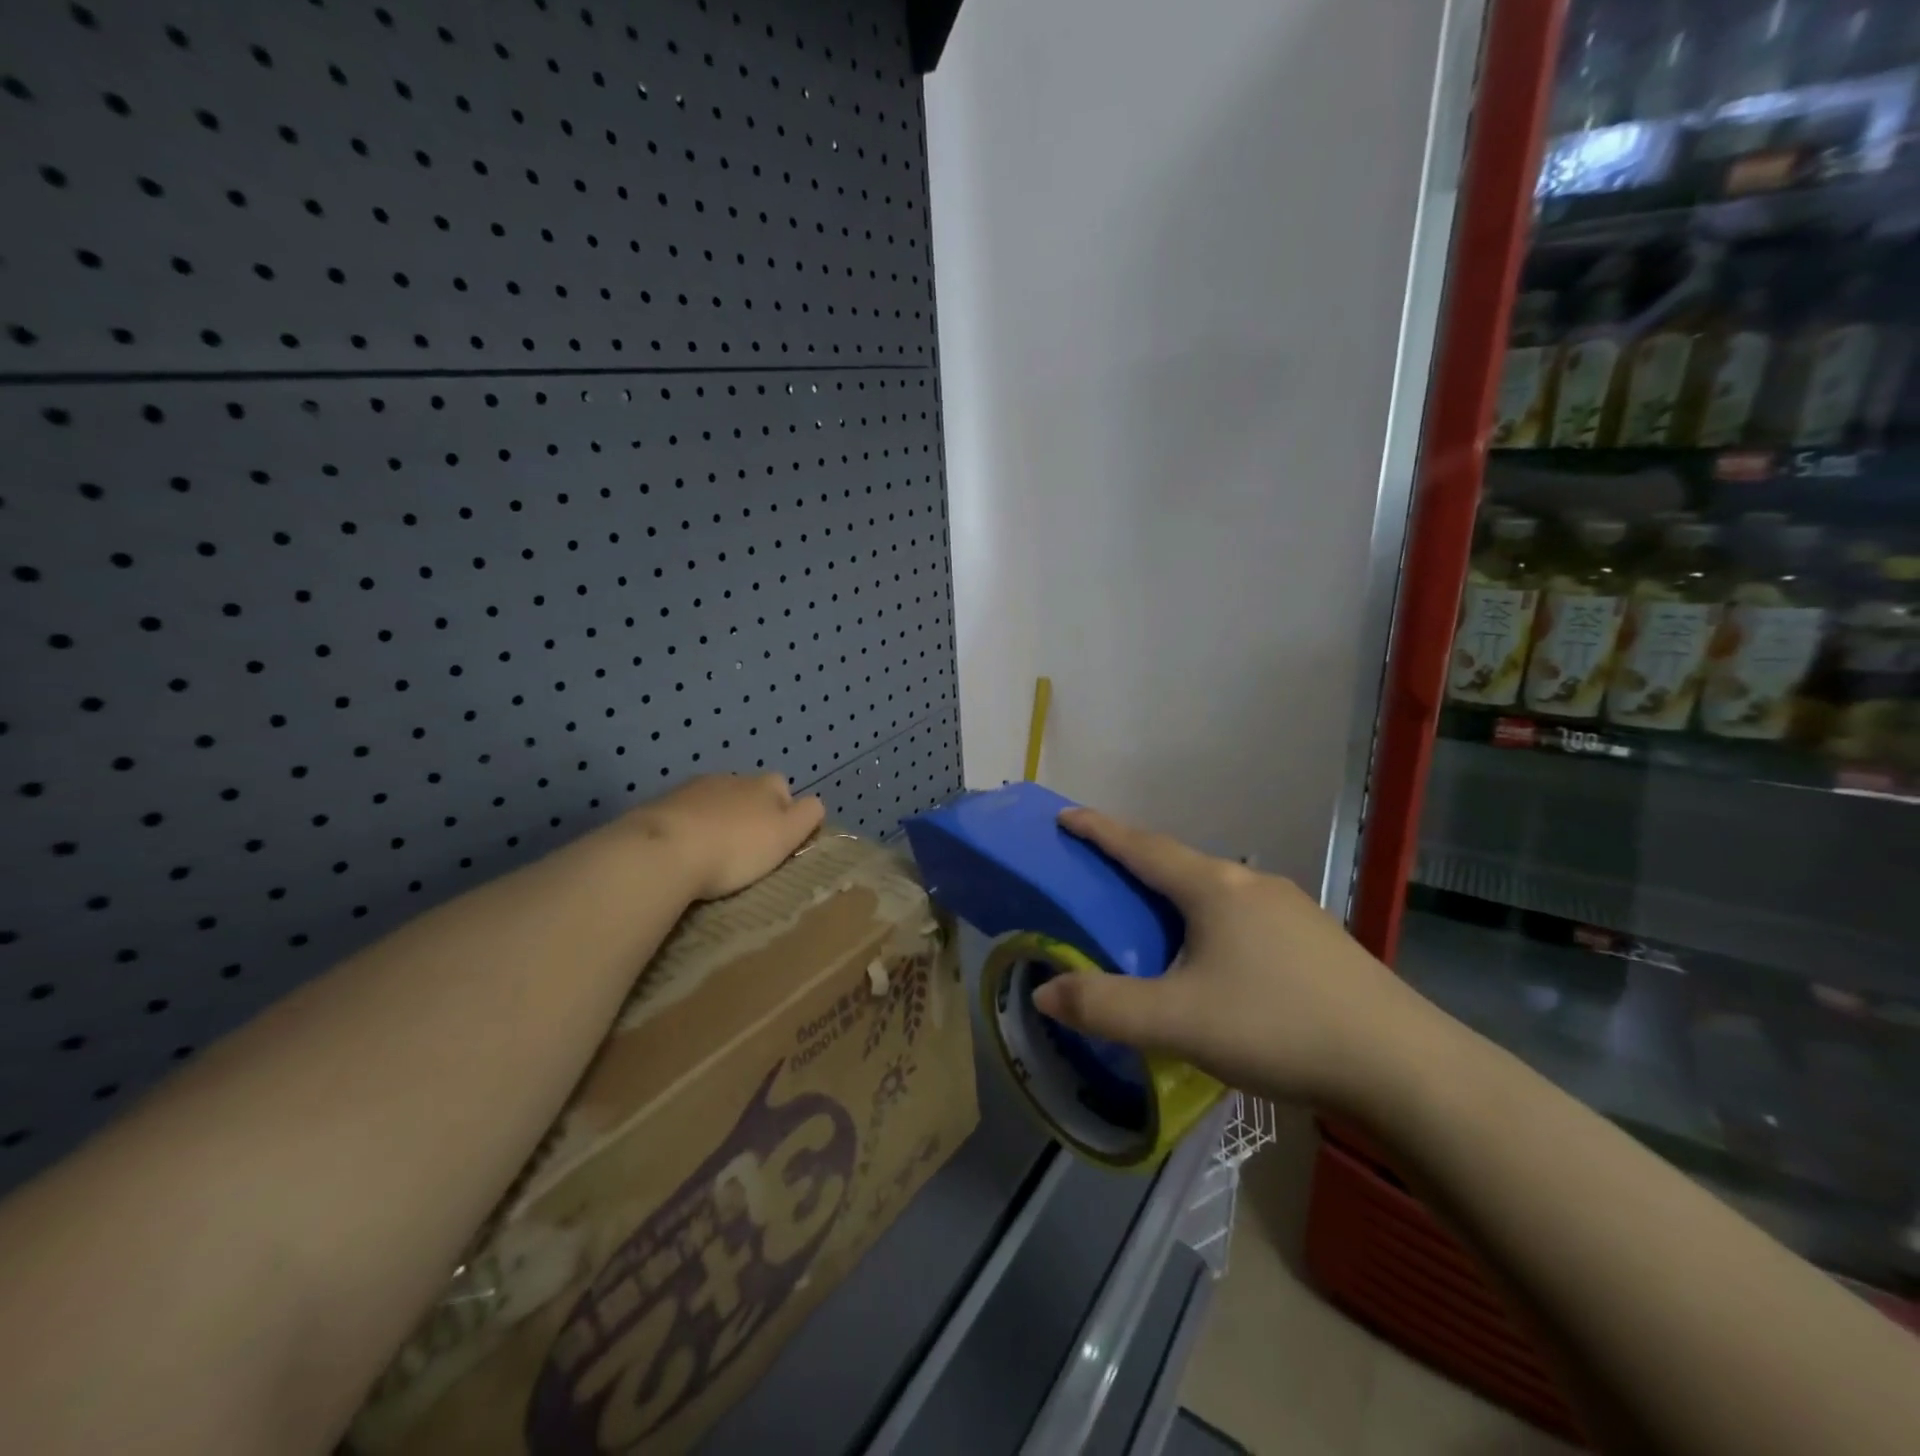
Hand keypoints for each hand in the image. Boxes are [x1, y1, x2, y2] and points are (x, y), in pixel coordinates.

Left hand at [622, 773, 826, 900]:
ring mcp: (694, 788)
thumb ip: (807, 815)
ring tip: (712, 853)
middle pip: (748, 792)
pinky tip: (685, 852)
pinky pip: (685, 814)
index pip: (783, 787)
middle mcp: (731, 778)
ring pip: (715, 801)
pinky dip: (689, 827)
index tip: (777, 842)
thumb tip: (813, 804)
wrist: (664, 851)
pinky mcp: (662, 804)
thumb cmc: (736, 848)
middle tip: (745, 850)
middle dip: (749, 814)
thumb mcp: (786, 835)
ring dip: (717, 820)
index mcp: (765, 784)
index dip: (784, 812)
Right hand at [1031, 808, 1437, 1113]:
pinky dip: (1211, 922)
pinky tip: (1218, 961)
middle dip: (1135, 862)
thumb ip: (1105, 1007)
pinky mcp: (1318, 939)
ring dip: (1176, 895)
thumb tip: (1044, 992)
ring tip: (1154, 922)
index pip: (1141, 846)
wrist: (1402, 1066)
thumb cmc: (1277, 1027)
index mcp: (1213, 889)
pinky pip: (1245, 916)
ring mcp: (1292, 909)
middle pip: (1179, 862)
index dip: (1098, 830)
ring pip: (1215, 891)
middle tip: (1101, 877)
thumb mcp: (1177, 1021)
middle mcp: (1251, 884)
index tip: (1065, 814)